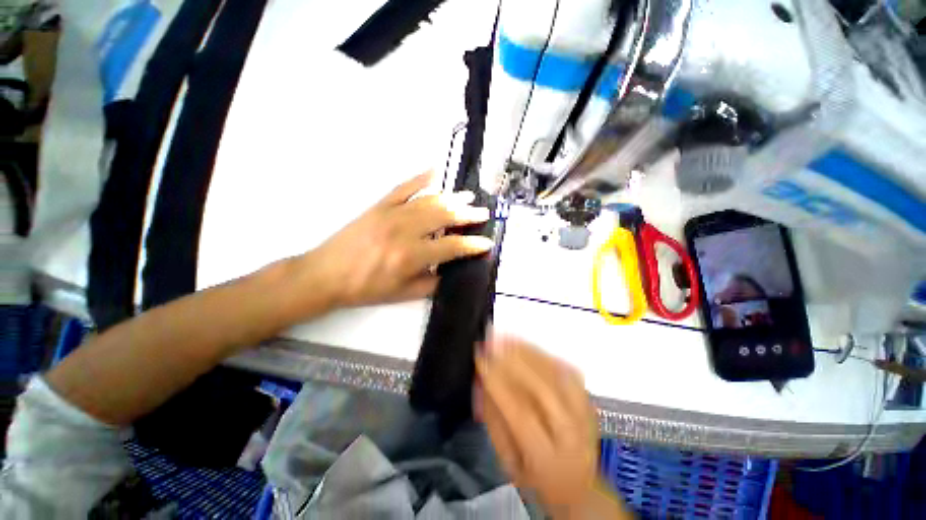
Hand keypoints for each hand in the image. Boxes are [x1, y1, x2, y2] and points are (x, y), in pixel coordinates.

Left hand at [307, 172, 493, 306]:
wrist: (327, 274)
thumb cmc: (366, 288)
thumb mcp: (403, 294)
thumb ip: (431, 282)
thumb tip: (450, 270)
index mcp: (411, 256)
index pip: (452, 246)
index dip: (473, 245)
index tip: (487, 243)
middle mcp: (405, 231)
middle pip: (444, 217)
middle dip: (468, 214)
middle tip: (482, 213)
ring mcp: (392, 214)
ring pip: (429, 201)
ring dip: (452, 197)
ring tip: (468, 196)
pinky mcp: (379, 205)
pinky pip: (403, 187)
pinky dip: (420, 178)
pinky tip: (434, 172)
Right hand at [475, 335, 599, 517]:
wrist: (579, 486)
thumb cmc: (534, 475)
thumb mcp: (507, 460)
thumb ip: (494, 419)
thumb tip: (483, 380)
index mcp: (547, 457)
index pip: (520, 412)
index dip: (498, 382)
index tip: (481, 358)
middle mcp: (571, 433)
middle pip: (543, 388)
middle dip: (514, 359)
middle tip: (493, 340)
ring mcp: (585, 414)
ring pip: (556, 374)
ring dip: (528, 351)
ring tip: (506, 337)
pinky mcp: (590, 400)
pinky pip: (567, 369)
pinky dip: (544, 354)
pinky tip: (527, 345)